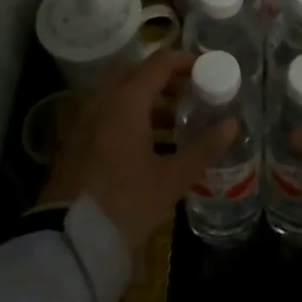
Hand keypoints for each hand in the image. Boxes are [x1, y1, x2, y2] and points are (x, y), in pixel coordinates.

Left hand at [37, 50, 237, 252]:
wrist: (69, 241)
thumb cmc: (125, 204)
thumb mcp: (171, 179)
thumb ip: (203, 148)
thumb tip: (232, 124)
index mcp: (126, 101)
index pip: (160, 63)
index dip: (185, 61)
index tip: (207, 69)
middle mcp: (103, 100)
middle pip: (135, 70)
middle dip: (163, 75)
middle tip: (189, 91)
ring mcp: (85, 118)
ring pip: (118, 90)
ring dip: (145, 94)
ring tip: (173, 117)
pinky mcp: (76, 139)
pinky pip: (105, 109)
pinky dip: (127, 111)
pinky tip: (145, 140)